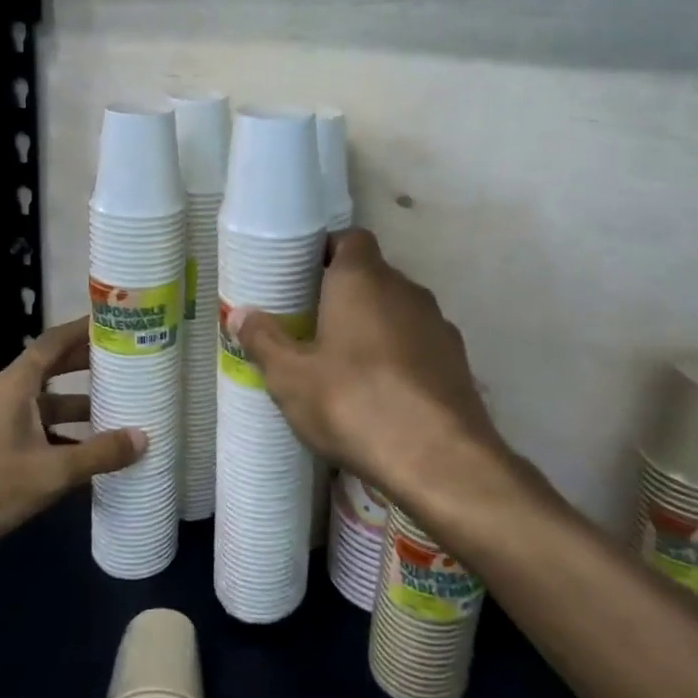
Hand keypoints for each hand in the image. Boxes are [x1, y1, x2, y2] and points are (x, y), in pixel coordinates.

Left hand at [0, 317, 144, 563]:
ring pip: (47, 406)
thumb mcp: (50, 471)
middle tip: (126, 365)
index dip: (84, 329)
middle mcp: (7, 396)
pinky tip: (87, 458)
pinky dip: (63, 438)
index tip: (116, 323)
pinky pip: (37, 433)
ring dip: (78, 408)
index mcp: (17, 384)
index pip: (54, 341)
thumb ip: (98, 454)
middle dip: (88, 367)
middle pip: (53, 370)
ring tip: (117, 413)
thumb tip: (144, 437)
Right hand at [229, 229, 505, 504]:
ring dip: (374, 325)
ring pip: (397, 310)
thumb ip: (264, 340)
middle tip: (312, 324)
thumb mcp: (290, 377)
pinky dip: (399, 354)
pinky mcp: (457, 359)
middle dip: (344, 293)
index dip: (326, 252)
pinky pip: (418, 342)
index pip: (349, 238)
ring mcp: (437, 323)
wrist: (439, 459)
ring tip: (345, 362)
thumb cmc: (353, 403)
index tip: (302, 278)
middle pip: (372, 275)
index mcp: (363, 278)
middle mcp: (405, 289)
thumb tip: (240, 313)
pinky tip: (382, 391)